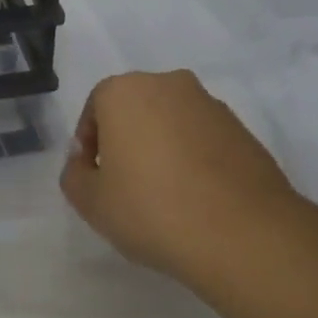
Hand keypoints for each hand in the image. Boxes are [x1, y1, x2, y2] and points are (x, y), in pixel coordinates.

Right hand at [60, 70, 311, 287]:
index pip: (95, 108)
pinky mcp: (242, 129)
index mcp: (125, 91)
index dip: (89, 145)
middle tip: (125, 185)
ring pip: (171, 122)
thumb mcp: (90, 202)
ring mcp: (211, 104)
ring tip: (163, 196)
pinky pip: (203, 139)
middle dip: (126, 141)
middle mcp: (169, 84)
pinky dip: (193, 159)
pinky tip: (195, 198)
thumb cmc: (151, 209)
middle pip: (135, 110)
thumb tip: (86, 161)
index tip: (95, 179)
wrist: (241, 233)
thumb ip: (75, 174)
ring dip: (161, 149)